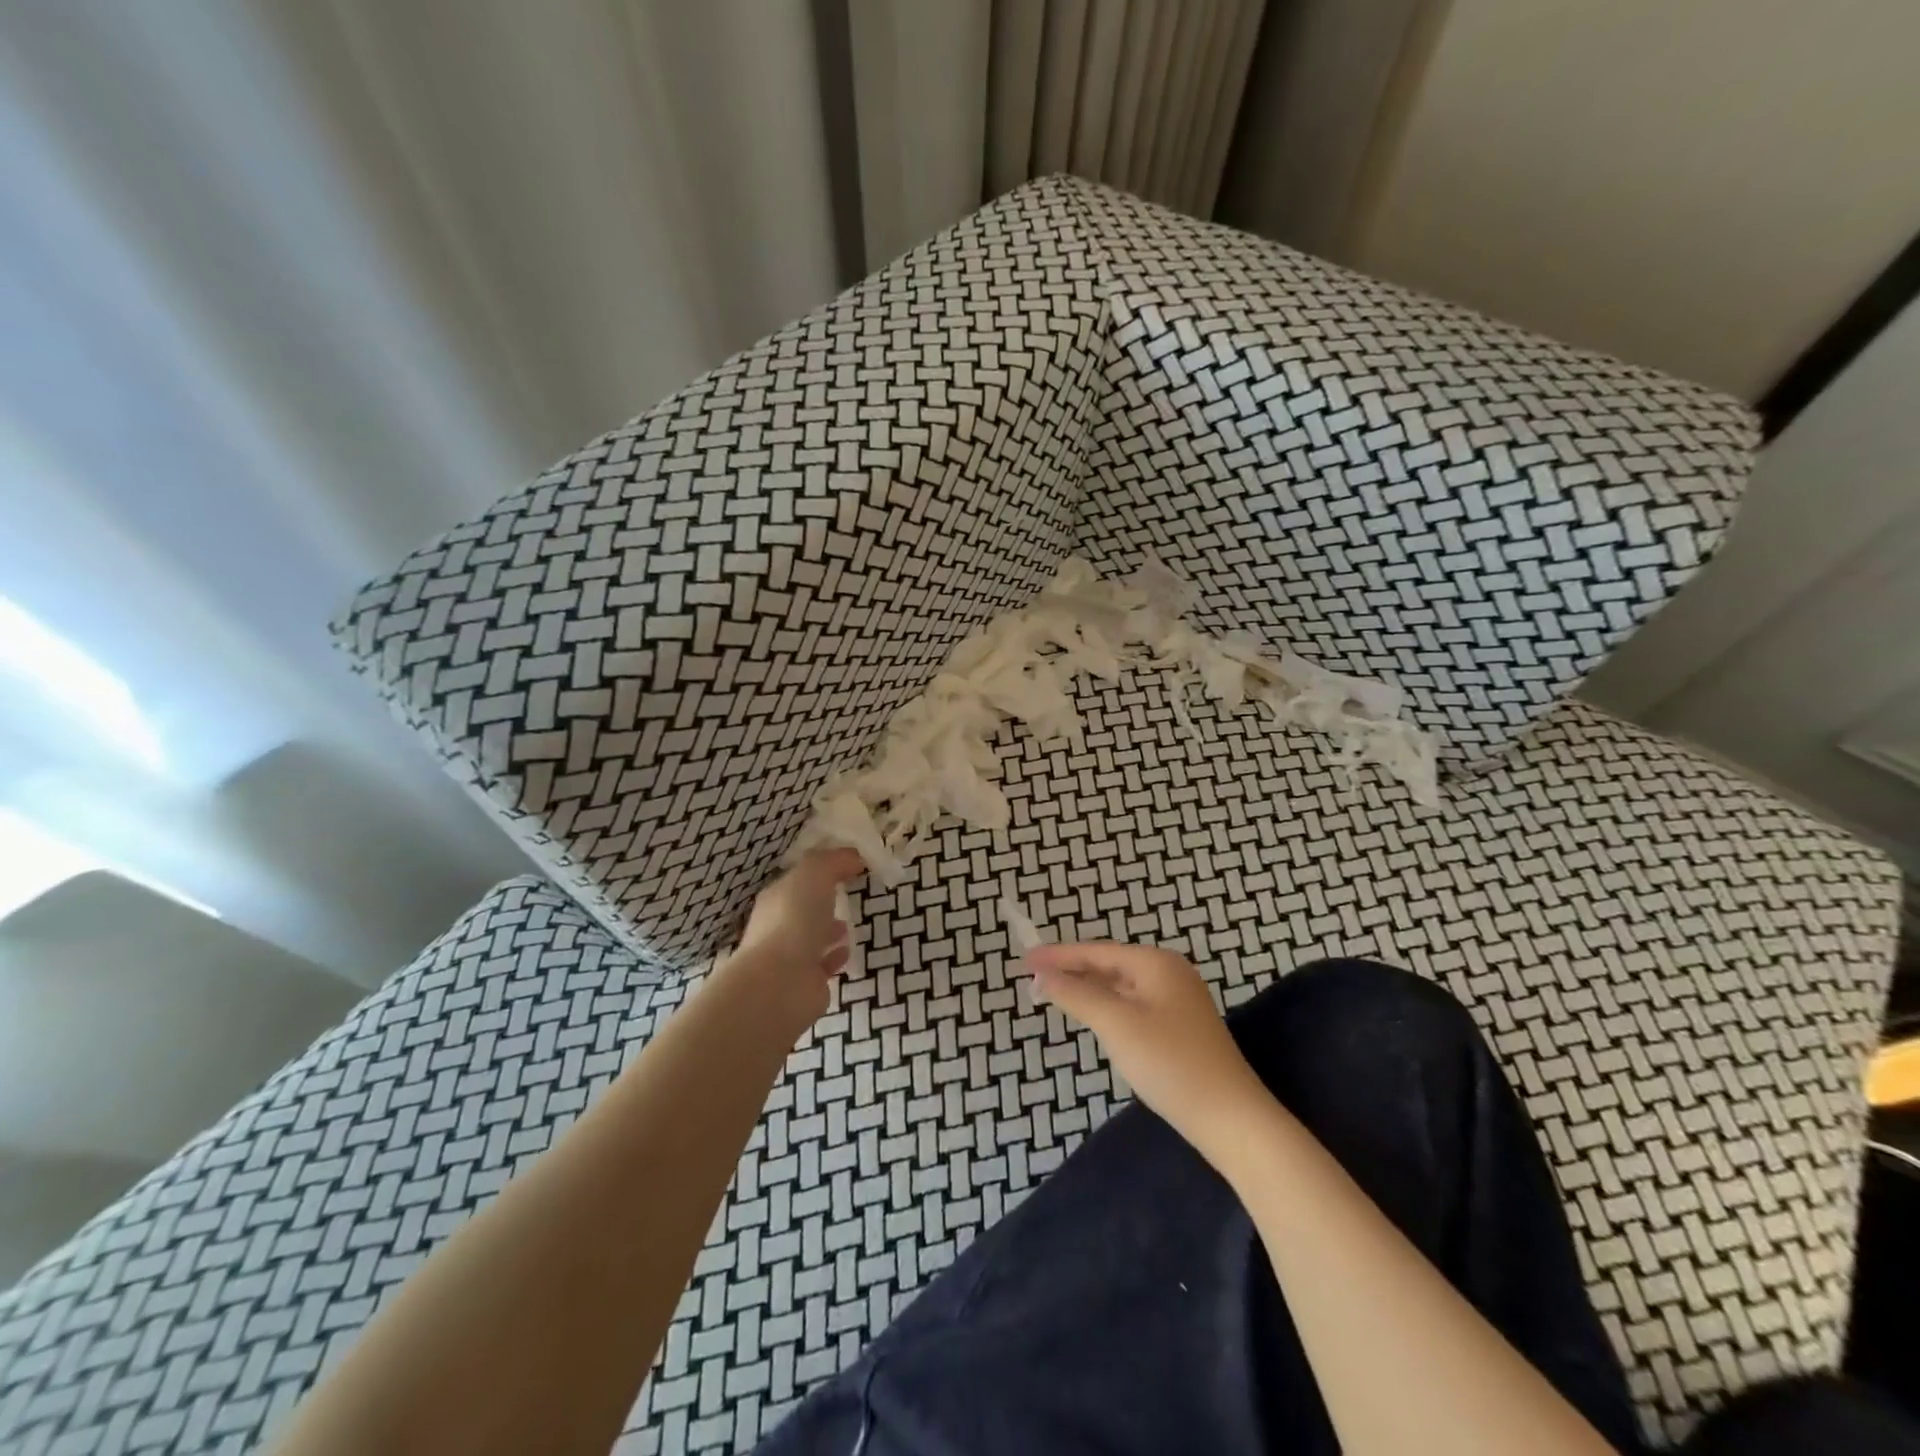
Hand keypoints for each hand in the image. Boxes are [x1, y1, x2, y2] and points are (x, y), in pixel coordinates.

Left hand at [721, 849, 865, 1033]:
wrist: (781, 983)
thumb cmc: (794, 920)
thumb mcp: (814, 874)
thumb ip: (834, 861)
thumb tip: (854, 857)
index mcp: (776, 897)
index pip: (798, 879)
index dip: (821, 870)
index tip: (848, 865)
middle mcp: (778, 926)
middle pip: (802, 908)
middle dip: (821, 901)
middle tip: (846, 895)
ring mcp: (789, 957)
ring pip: (811, 938)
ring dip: (828, 931)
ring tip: (848, 925)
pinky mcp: (804, 983)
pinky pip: (822, 965)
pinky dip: (834, 957)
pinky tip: (847, 951)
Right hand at [1024, 942, 1271, 1165]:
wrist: (1231, 1118)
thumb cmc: (1169, 1062)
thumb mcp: (1116, 1024)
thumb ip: (1077, 995)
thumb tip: (1041, 976)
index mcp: (1156, 963)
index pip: (1096, 951)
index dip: (1058, 955)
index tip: (1023, 959)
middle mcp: (1169, 973)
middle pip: (1109, 965)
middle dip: (1071, 970)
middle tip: (1033, 978)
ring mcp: (1178, 1000)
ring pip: (1121, 986)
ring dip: (1088, 989)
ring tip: (1054, 993)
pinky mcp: (1180, 1027)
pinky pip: (1133, 1005)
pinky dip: (1107, 1006)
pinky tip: (1093, 1018)